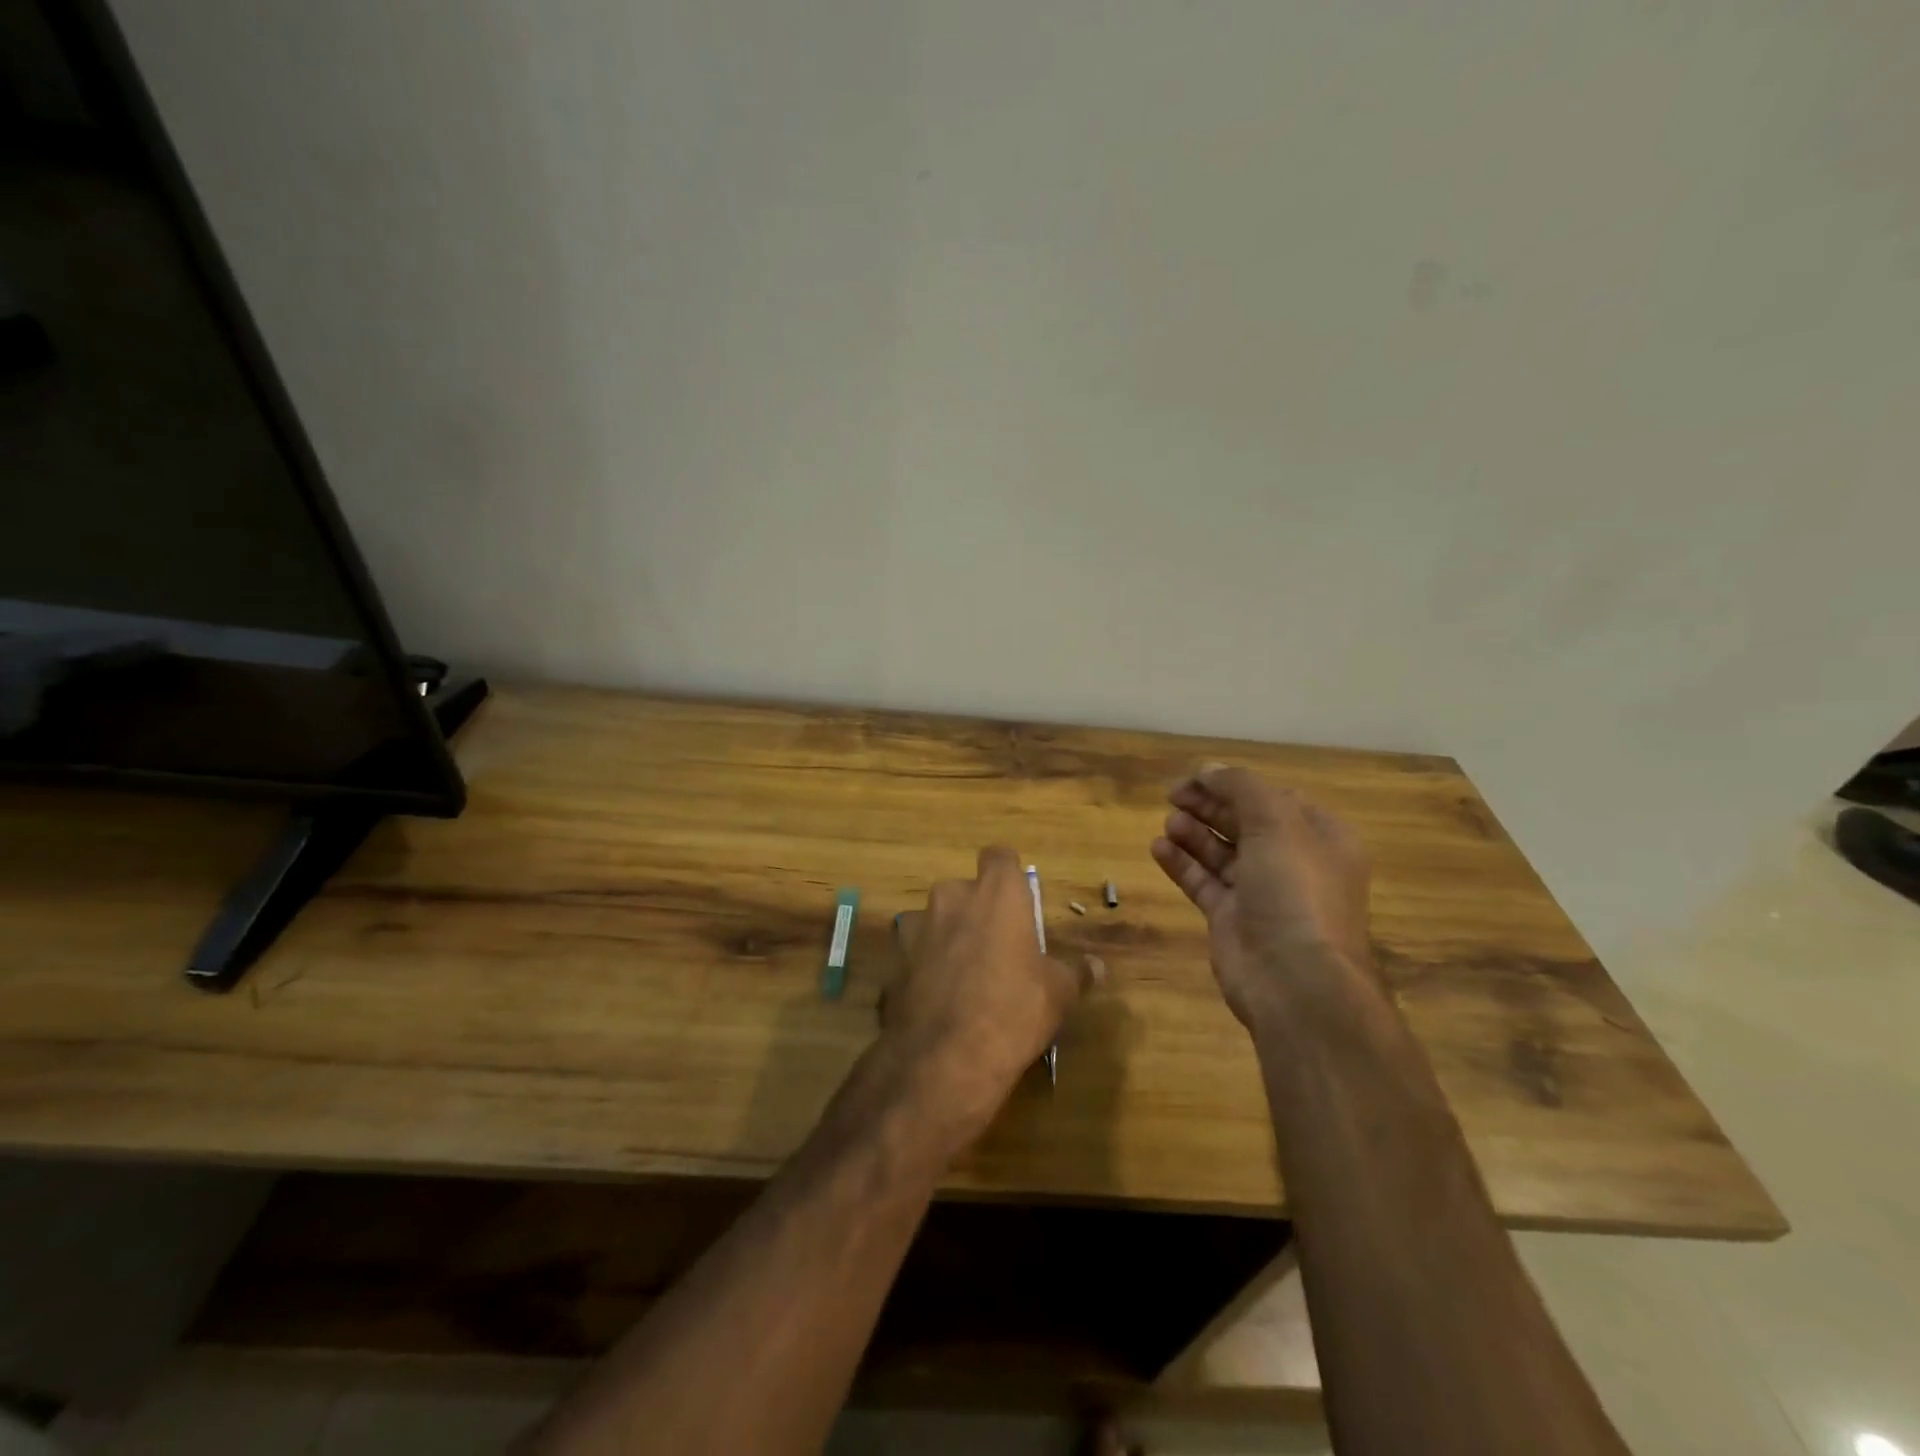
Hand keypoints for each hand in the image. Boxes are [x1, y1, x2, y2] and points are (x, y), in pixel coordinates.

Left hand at [886, 846, 1092, 1143]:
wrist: (944, 1058)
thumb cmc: (1013, 1011)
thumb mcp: (1057, 994)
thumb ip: (1075, 973)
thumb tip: (1096, 966)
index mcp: (996, 894)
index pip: (999, 856)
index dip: (1007, 873)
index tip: (1016, 898)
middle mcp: (952, 898)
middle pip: (965, 890)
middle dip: (977, 910)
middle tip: (996, 947)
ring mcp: (916, 927)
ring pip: (935, 920)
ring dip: (948, 937)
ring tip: (964, 977)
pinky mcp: (894, 960)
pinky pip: (914, 955)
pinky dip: (925, 968)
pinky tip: (938, 1001)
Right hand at [1150, 765, 1375, 1030]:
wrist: (1294, 979)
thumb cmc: (1294, 890)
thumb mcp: (1276, 822)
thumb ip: (1240, 787)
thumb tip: (1208, 769)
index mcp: (1319, 837)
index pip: (1274, 798)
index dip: (1235, 784)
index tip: (1197, 777)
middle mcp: (1292, 862)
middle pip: (1244, 822)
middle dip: (1210, 806)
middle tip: (1173, 794)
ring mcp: (1261, 893)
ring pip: (1221, 852)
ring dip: (1193, 832)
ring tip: (1169, 821)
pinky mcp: (1231, 919)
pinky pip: (1203, 881)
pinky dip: (1181, 863)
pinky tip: (1158, 847)